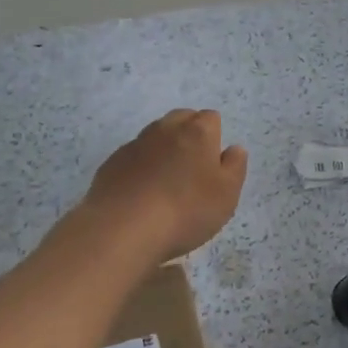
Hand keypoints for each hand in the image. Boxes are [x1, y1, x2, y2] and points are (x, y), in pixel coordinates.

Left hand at [81, 109, 247, 262]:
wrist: (123, 228)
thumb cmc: (186, 210)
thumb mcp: (227, 194)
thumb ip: (235, 166)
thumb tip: (234, 149)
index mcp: (197, 132)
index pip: (211, 118)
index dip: (215, 137)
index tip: (214, 164)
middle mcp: (165, 129)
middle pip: (181, 119)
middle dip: (189, 135)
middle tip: (193, 168)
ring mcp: (135, 144)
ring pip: (155, 136)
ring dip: (163, 150)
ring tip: (166, 182)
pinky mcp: (112, 163)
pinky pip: (133, 156)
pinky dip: (140, 167)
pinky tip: (141, 193)